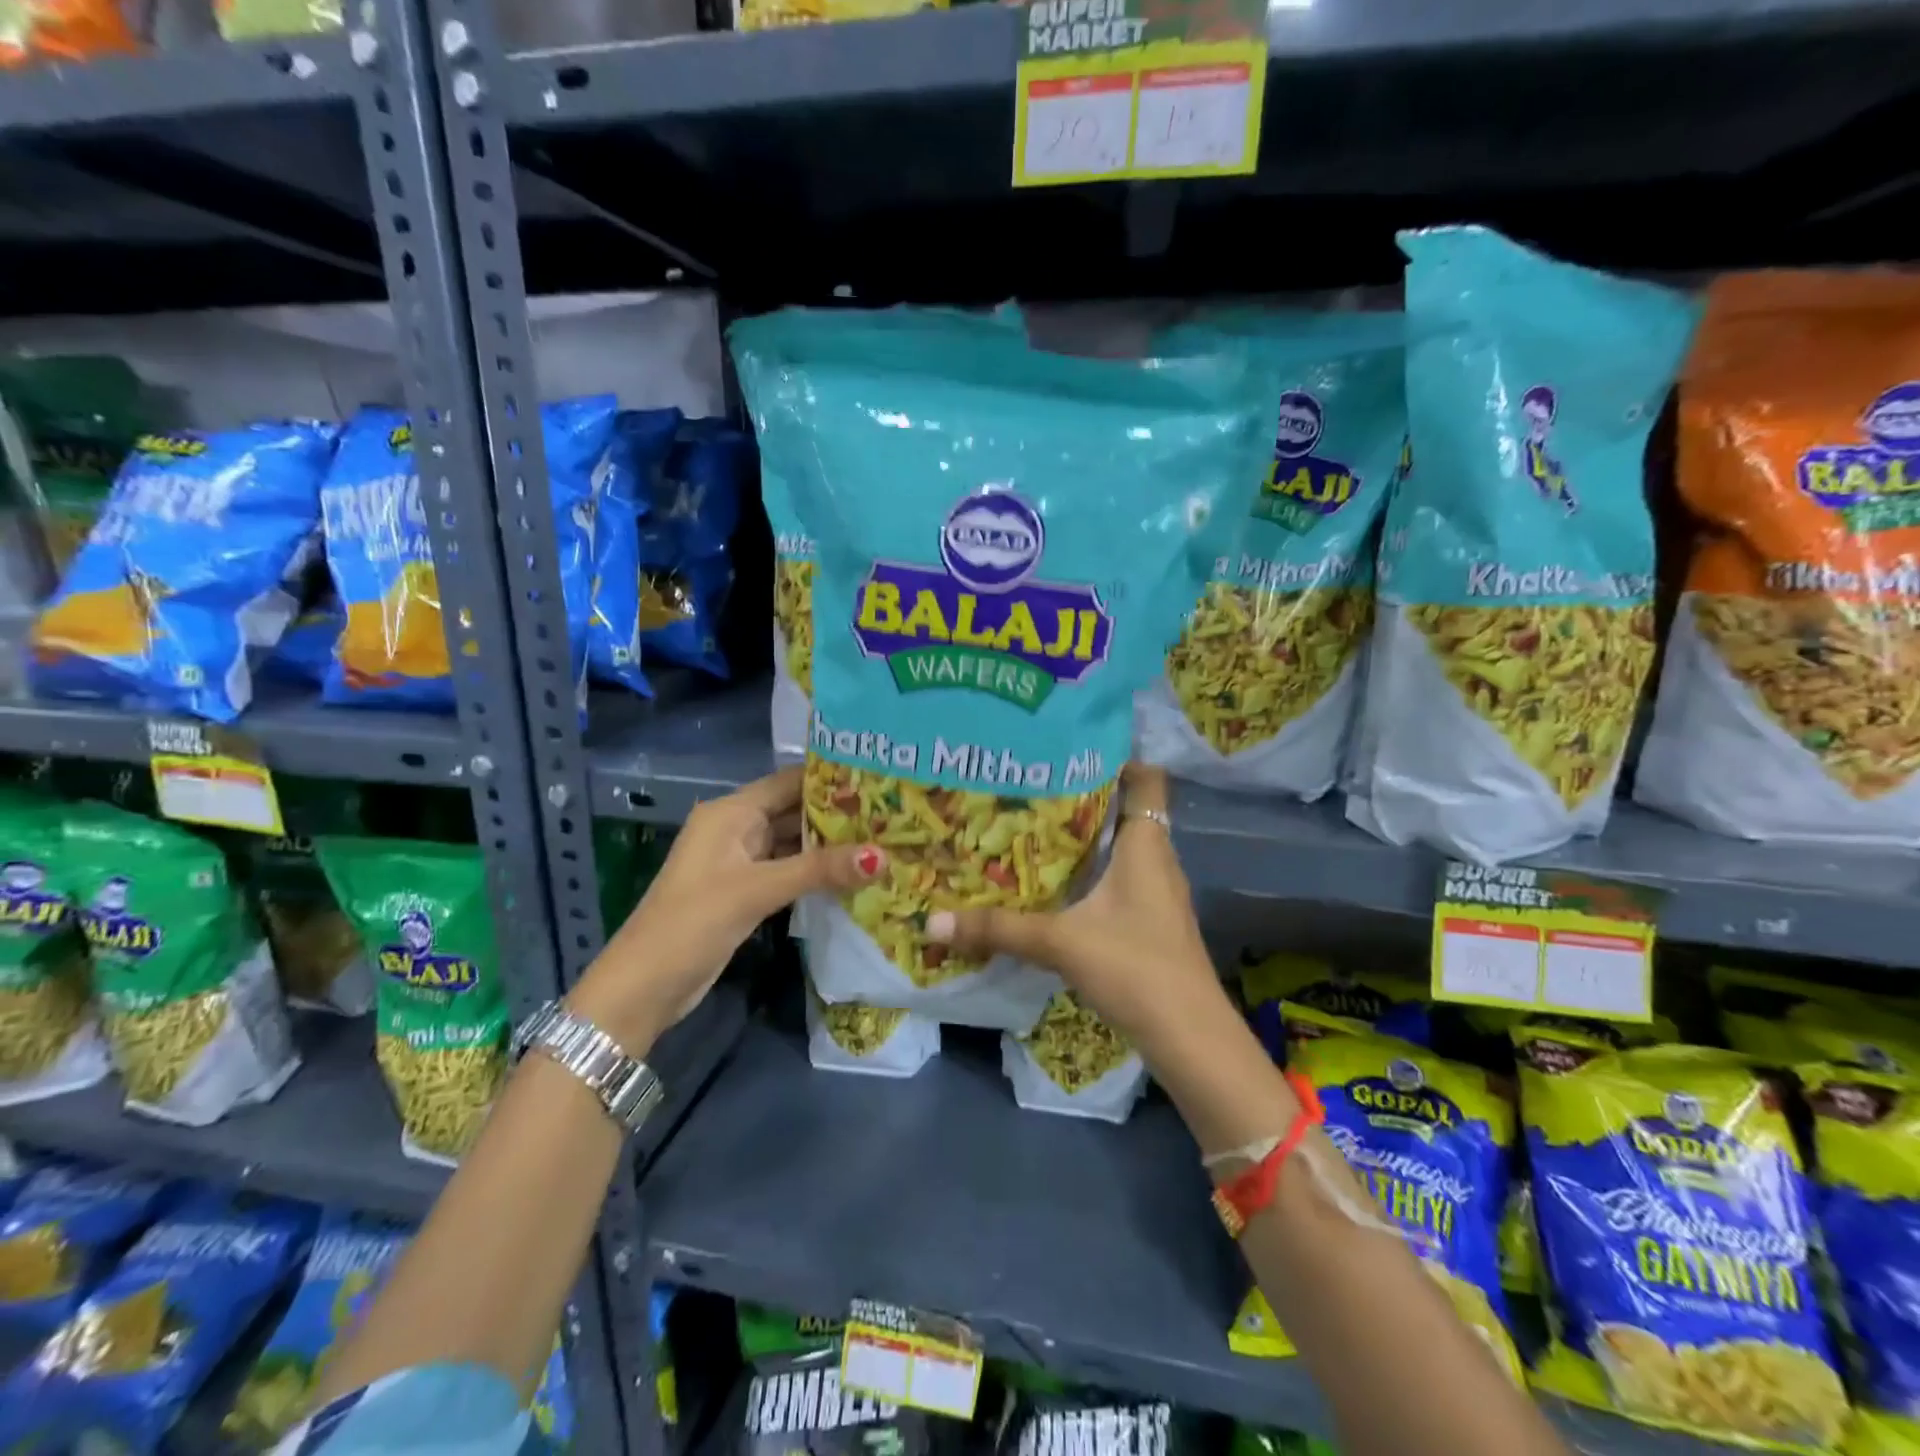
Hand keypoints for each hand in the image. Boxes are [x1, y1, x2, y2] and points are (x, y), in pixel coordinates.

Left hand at [568, 766, 883, 1050]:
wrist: (643, 987)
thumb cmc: (693, 922)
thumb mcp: (758, 890)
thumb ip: (820, 869)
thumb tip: (882, 856)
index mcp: (732, 811)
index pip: (790, 781)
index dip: (833, 778)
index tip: (881, 779)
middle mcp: (737, 827)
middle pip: (796, 810)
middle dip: (840, 814)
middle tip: (893, 814)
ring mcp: (742, 861)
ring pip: (795, 842)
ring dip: (832, 845)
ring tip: (885, 840)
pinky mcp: (747, 890)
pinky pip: (790, 870)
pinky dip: (818, 871)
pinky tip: (855, 875)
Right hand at [924, 765, 1227, 1059]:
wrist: (1190, 1037)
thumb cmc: (1135, 966)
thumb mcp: (1060, 942)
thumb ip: (998, 929)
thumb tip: (933, 919)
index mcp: (1147, 844)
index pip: (1146, 779)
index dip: (1116, 757)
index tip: (1068, 748)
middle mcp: (1157, 860)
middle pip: (1125, 811)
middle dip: (1082, 798)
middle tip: (1030, 786)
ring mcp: (1157, 894)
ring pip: (1121, 849)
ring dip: (1085, 839)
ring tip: (1032, 828)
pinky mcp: (1151, 923)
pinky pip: (1118, 881)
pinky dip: (1090, 875)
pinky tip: (1054, 886)